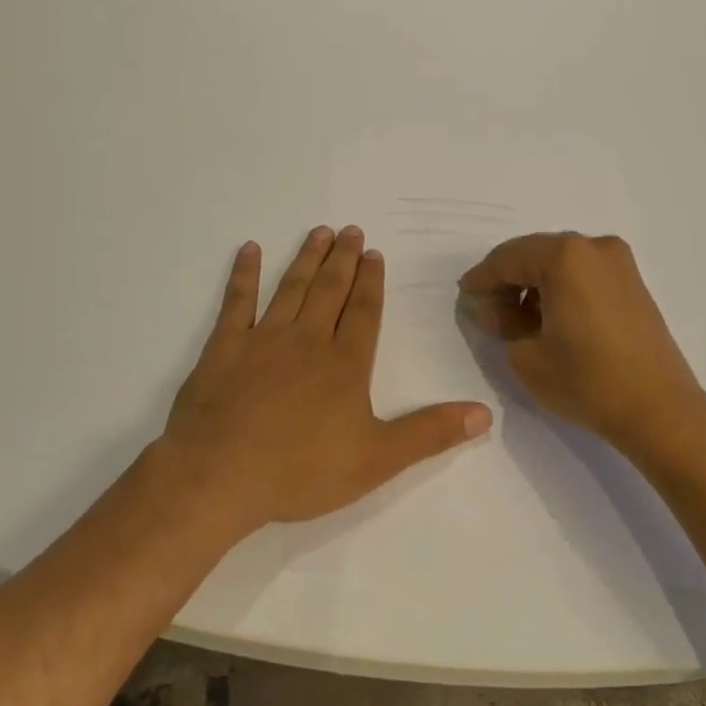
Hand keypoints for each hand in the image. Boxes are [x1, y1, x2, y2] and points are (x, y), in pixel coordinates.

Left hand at [156, 226, 492, 533]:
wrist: (220, 475)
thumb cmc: (301, 470)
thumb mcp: (377, 459)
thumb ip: (430, 433)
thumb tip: (485, 413)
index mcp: (345, 364)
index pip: (363, 311)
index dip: (370, 281)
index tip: (373, 253)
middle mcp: (308, 340)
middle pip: (329, 290)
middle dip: (342, 259)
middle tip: (349, 230)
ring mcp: (263, 339)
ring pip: (291, 287)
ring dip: (306, 259)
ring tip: (318, 232)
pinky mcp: (224, 347)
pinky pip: (237, 301)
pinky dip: (244, 274)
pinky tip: (250, 250)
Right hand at [458, 233, 705, 455]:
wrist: (659, 409)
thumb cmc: (586, 380)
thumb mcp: (526, 355)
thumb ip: (501, 322)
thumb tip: (492, 307)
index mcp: (564, 256)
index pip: (507, 258)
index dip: (481, 278)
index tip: (464, 296)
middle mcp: (594, 247)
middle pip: (535, 254)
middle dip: (508, 281)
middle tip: (489, 312)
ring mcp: (619, 263)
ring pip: (560, 263)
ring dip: (534, 284)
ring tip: (518, 320)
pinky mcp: (633, 283)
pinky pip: (583, 274)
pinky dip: (561, 289)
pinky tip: (550, 318)